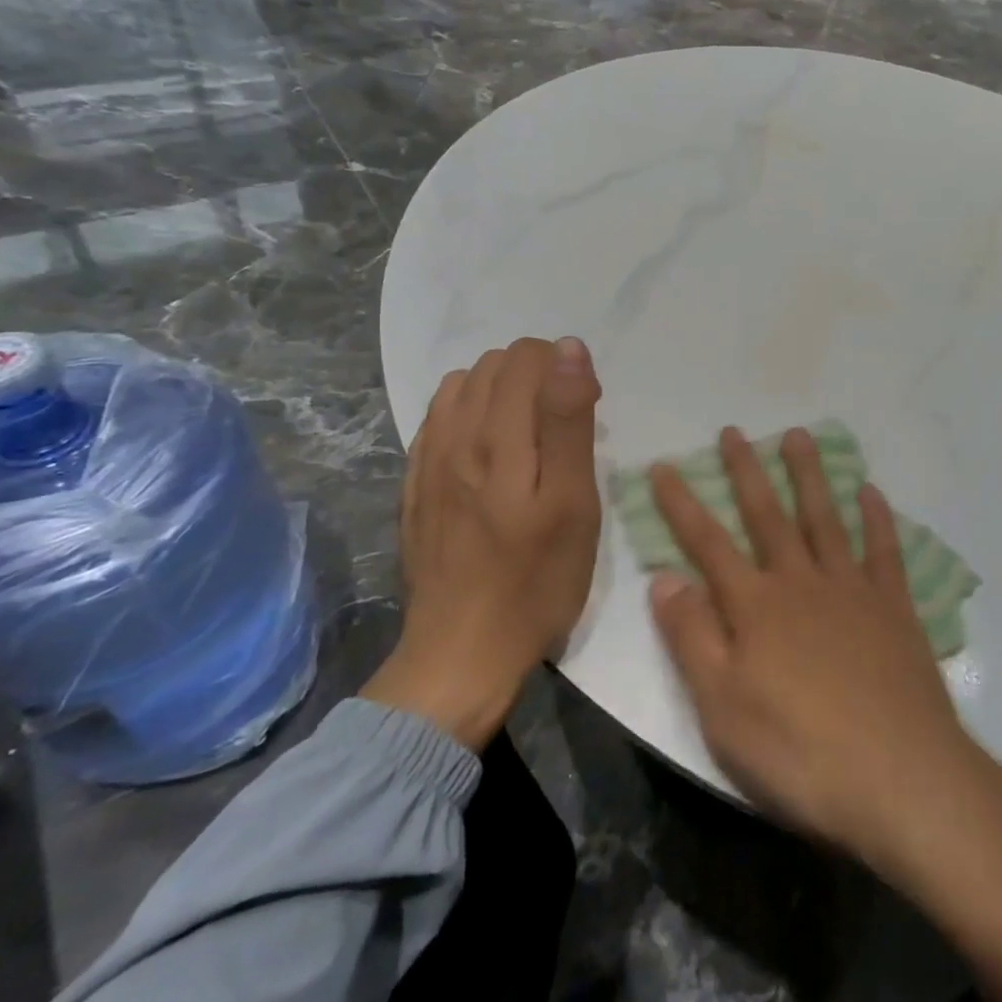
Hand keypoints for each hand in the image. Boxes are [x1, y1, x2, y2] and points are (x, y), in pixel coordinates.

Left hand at [362, 337, 601, 749]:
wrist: (462, 652)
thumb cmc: (536, 580)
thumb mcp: (573, 502)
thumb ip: (568, 420)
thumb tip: (569, 349)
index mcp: (498, 437)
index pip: (527, 357)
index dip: (565, 369)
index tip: (587, 409)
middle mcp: (454, 435)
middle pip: (494, 364)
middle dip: (536, 376)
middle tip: (562, 426)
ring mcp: (427, 460)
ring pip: (462, 386)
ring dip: (501, 392)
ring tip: (528, 434)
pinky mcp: (414, 484)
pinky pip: (438, 419)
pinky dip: (469, 414)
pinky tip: (489, 451)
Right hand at [650, 426, 1001, 1001]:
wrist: (902, 780)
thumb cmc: (800, 752)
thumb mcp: (722, 708)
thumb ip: (692, 638)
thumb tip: (664, 578)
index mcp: (756, 606)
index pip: (707, 544)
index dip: (682, 504)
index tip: (664, 465)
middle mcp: (801, 583)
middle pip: (767, 516)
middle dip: (746, 472)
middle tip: (733, 430)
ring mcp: (852, 590)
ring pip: (824, 518)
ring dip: (809, 475)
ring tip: (798, 435)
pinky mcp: (895, 609)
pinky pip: (884, 551)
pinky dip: (877, 518)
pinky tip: (872, 491)